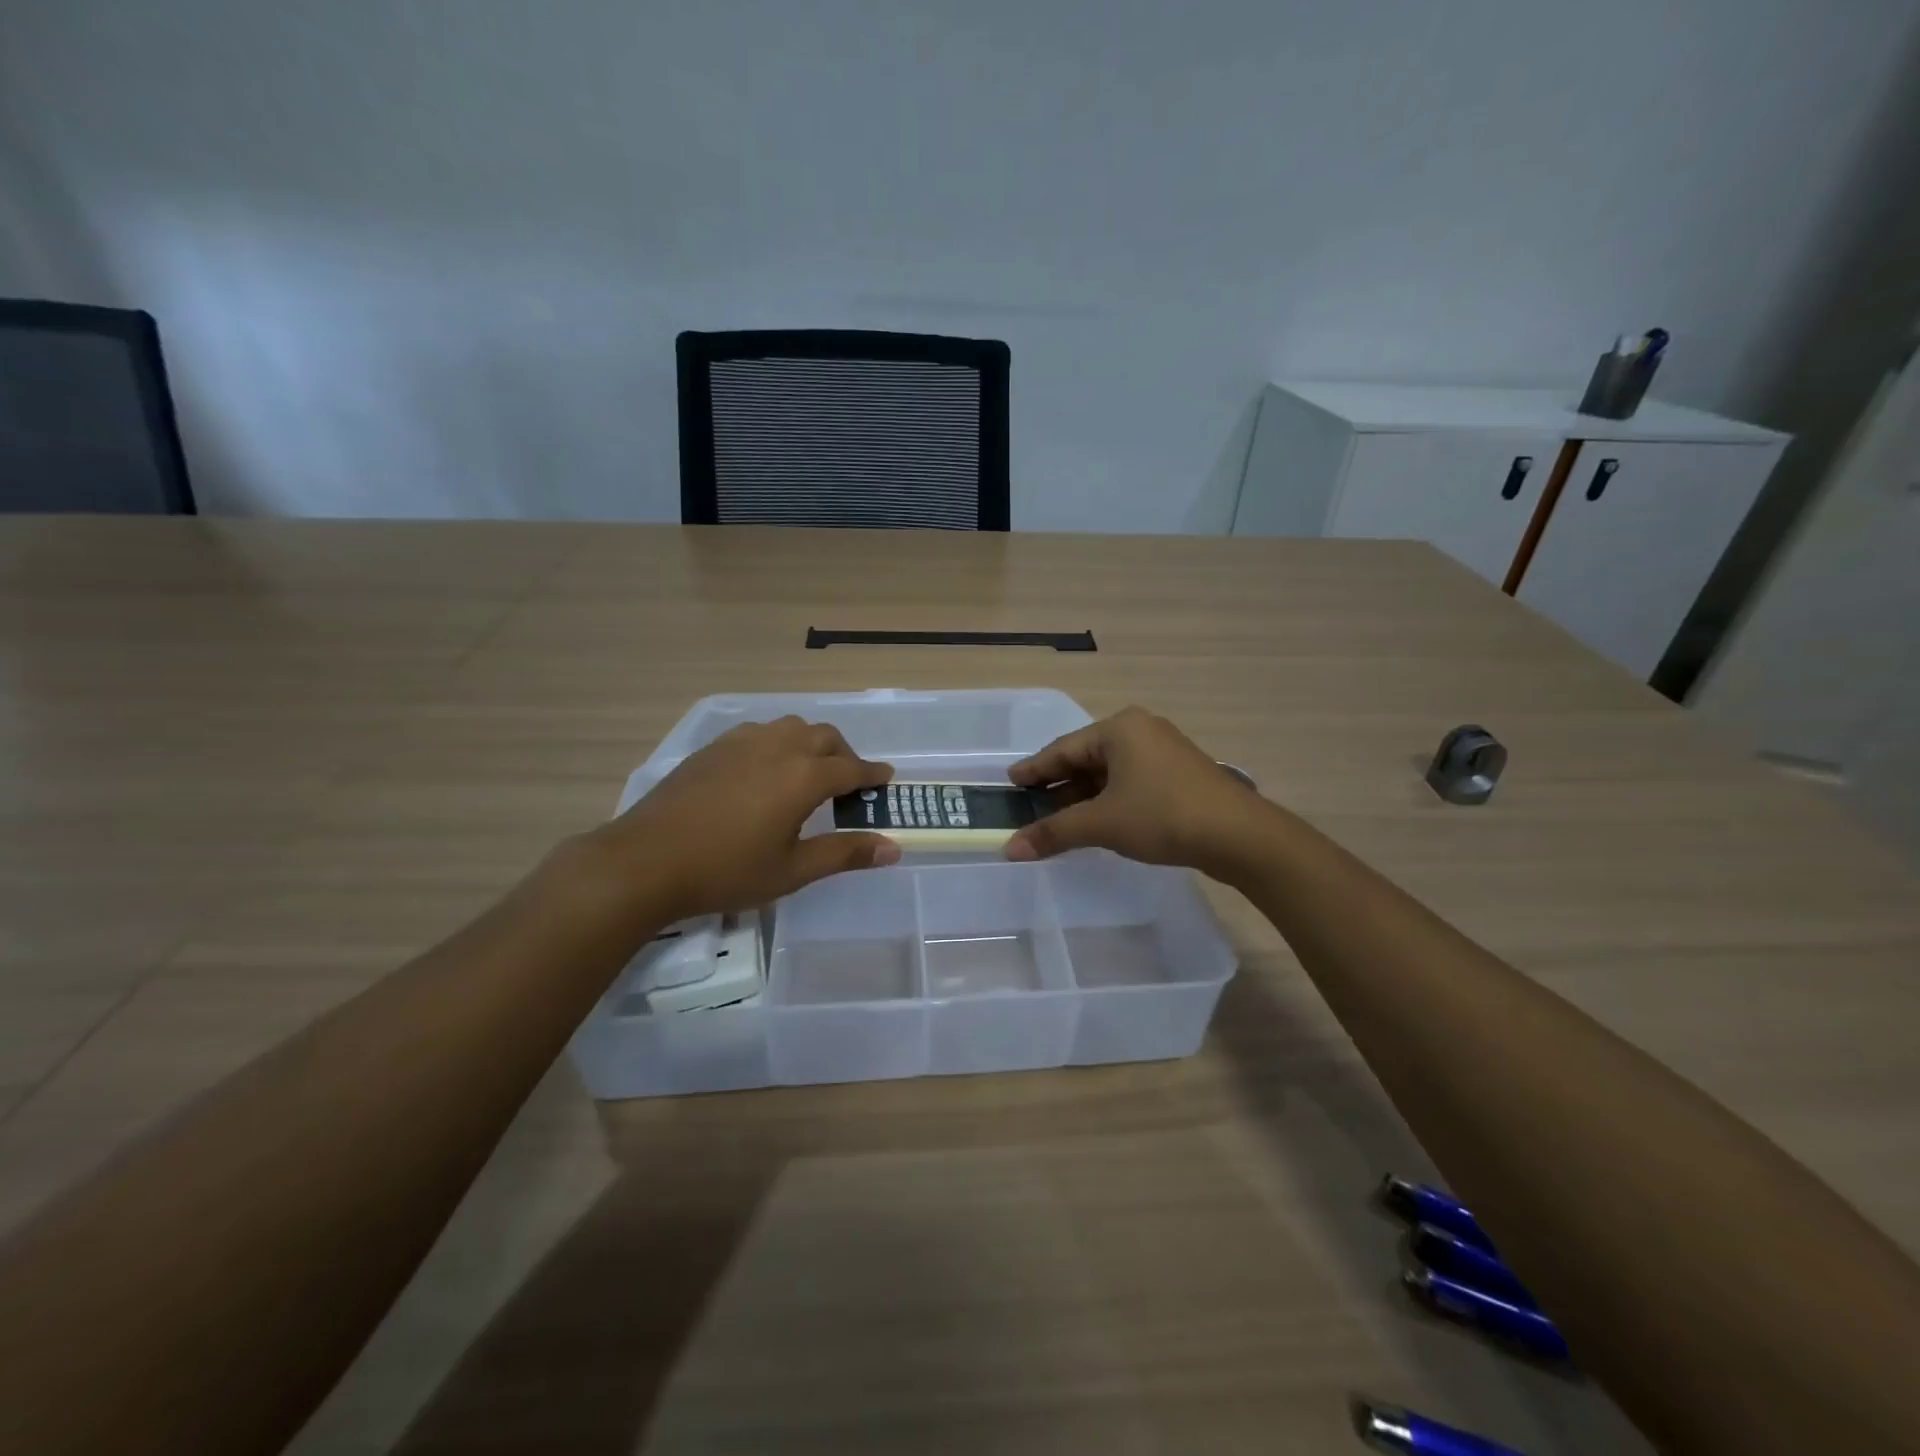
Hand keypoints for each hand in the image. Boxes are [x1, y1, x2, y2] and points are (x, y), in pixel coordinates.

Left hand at [591, 716, 897, 919]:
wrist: (646, 860)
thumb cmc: (727, 870)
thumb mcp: (792, 870)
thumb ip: (845, 853)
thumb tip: (894, 847)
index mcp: (803, 777)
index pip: (851, 768)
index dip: (872, 775)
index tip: (886, 779)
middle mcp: (778, 748)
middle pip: (824, 737)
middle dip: (844, 755)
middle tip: (847, 783)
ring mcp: (743, 742)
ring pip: (791, 727)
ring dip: (811, 743)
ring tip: (807, 773)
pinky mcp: (714, 747)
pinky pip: (760, 732)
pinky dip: (778, 744)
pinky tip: (765, 771)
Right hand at [1003, 707, 1267, 872]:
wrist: (1240, 836)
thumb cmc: (1163, 816)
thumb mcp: (1102, 824)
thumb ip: (1054, 832)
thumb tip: (1009, 849)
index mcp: (1119, 729)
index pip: (1063, 749)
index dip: (1034, 769)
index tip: (1010, 783)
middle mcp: (1140, 730)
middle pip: (1086, 758)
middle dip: (1058, 786)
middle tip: (1031, 807)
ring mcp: (1164, 751)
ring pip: (1109, 772)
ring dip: (1084, 796)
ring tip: (1060, 820)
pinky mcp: (1179, 774)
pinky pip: (1130, 781)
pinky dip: (1109, 800)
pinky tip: (1099, 821)